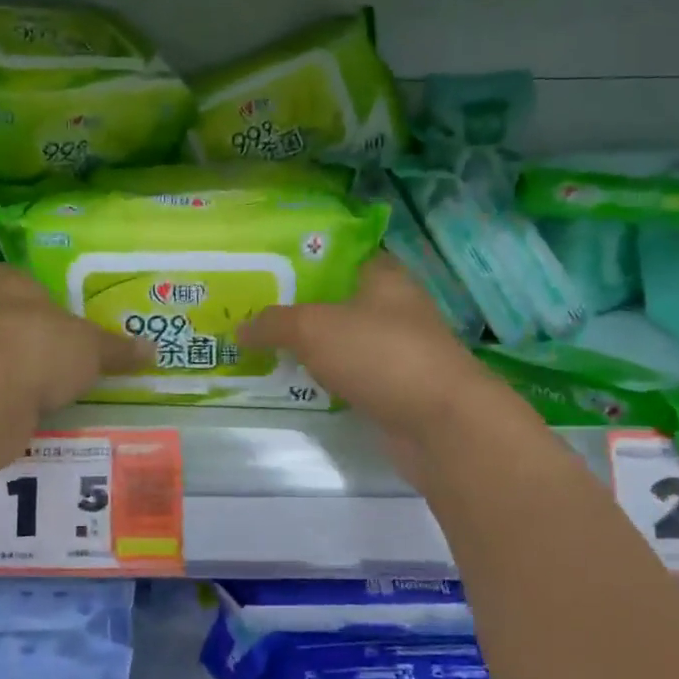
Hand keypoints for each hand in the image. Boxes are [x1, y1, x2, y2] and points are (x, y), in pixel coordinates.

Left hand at [0, 264, 149, 415]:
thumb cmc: (41, 348)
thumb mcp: (92, 348)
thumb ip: (118, 349)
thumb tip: (152, 349)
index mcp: (6, 281)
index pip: (23, 278)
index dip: (45, 296)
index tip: (67, 315)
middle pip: (13, 316)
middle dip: (38, 333)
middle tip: (71, 349)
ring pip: (3, 351)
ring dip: (25, 365)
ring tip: (58, 381)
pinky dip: (14, 392)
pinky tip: (37, 404)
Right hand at [240, 257, 533, 483]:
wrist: (439, 424)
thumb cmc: (380, 355)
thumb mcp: (314, 328)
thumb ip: (274, 323)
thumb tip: (239, 330)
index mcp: (384, 276)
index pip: (342, 253)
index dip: (306, 256)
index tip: (268, 265)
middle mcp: (394, 307)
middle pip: (338, 297)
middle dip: (299, 303)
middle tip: (253, 307)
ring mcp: (396, 349)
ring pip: (342, 338)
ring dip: (310, 344)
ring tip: (262, 343)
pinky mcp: (393, 387)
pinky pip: (349, 373)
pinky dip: (325, 376)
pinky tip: (293, 379)